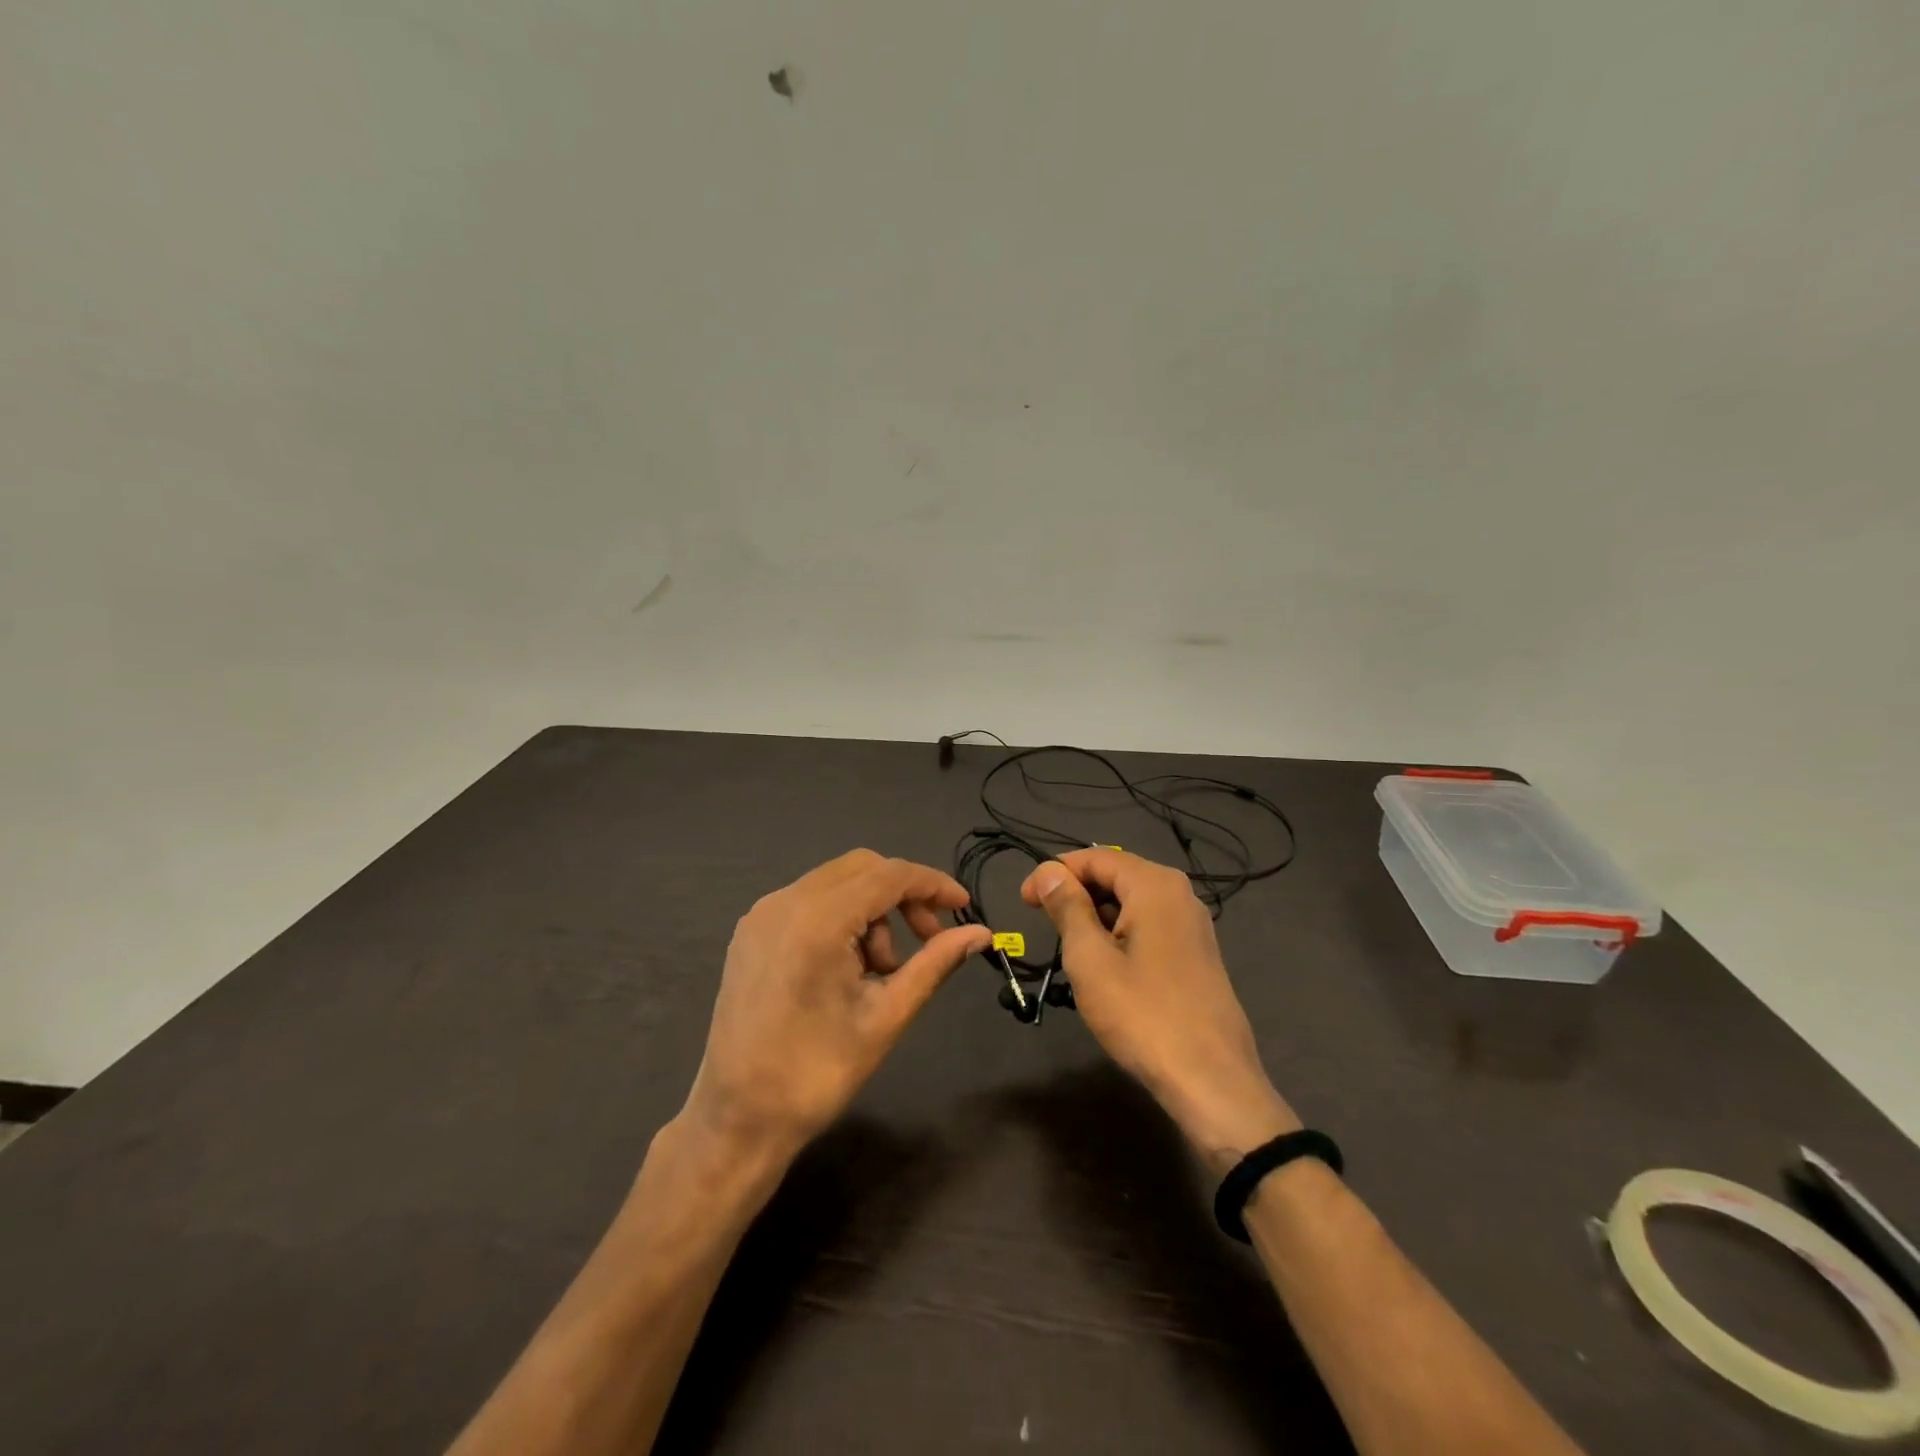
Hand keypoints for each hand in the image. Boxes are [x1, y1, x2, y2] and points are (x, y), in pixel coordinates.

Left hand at [681, 849, 990, 1169]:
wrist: (738, 1119)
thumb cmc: (817, 1073)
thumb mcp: (886, 1016)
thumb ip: (935, 963)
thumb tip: (982, 933)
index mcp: (818, 920)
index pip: (890, 875)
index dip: (933, 885)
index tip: (964, 908)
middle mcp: (784, 902)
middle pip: (862, 868)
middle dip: (904, 895)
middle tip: (929, 938)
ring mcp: (762, 914)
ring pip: (836, 882)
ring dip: (873, 909)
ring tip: (883, 969)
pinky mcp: (751, 931)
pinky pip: (809, 901)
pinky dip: (842, 917)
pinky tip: (849, 964)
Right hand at [1023, 849, 1298, 1171]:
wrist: (1211, 1081)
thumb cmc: (1142, 1014)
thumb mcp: (1090, 958)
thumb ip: (1068, 907)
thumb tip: (1049, 871)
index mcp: (1155, 885)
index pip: (1095, 858)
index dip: (1054, 872)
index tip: (1023, 901)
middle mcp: (1179, 894)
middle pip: (1116, 875)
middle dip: (1076, 893)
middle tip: (1042, 923)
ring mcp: (1193, 925)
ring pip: (1132, 903)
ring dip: (1096, 916)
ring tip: (1069, 947)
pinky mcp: (1197, 954)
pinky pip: (1149, 926)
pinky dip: (1119, 933)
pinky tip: (1104, 965)